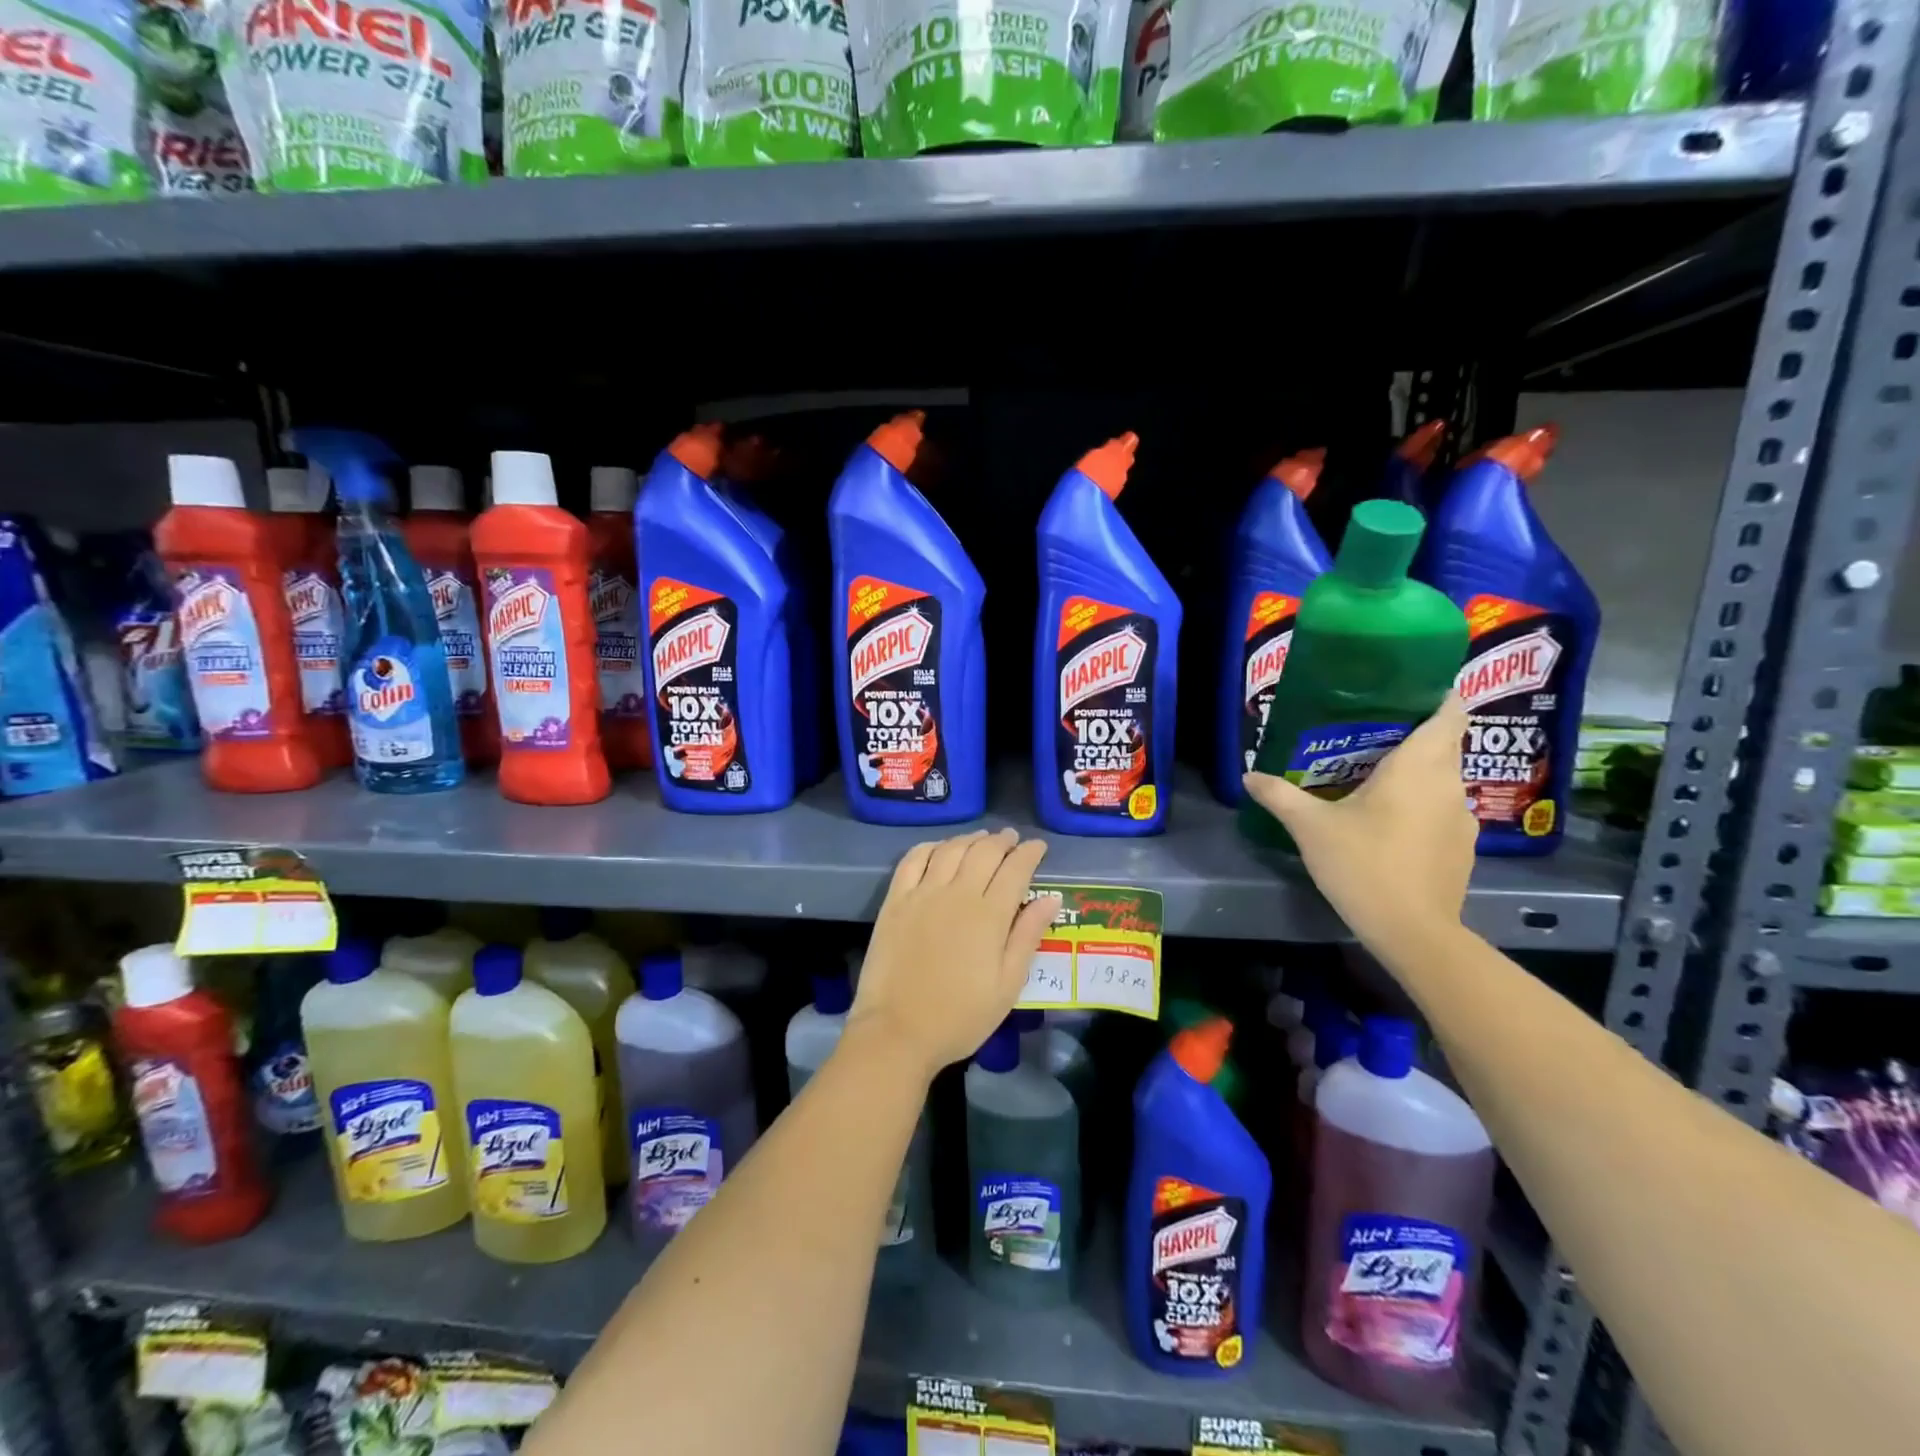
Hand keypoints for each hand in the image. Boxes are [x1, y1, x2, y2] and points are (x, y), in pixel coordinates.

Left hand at [849, 829, 1060, 1080]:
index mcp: (990, 915)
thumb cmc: (960, 1016)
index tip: (1038, 846)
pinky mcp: (895, 900)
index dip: (1029, 853)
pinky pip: (913, 859)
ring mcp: (922, 893)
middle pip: (984, 852)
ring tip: (982, 838)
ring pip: (951, 850)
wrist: (897, 1031)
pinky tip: (940, 847)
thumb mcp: (1007, 985)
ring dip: (970, 839)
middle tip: (1013, 839)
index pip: (1015, 869)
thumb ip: (1028, 936)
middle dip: (1003, 841)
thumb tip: (1051, 897)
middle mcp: (957, 893)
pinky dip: (930, 846)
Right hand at [1244, 695, 1474, 951]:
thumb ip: (1280, 796)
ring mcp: (1462, 819)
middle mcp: (1449, 785)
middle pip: (1443, 745)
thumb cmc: (1363, 864)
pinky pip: (1442, 810)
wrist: (1413, 932)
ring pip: (1441, 780)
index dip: (1436, 694)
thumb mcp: (1311, 828)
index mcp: (1419, 767)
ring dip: (1415, 774)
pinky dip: (1420, 806)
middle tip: (1367, 735)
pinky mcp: (1462, 848)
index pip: (1450, 712)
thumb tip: (1249, 775)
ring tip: (1373, 780)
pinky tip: (1389, 824)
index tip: (1406, 690)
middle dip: (1411, 735)